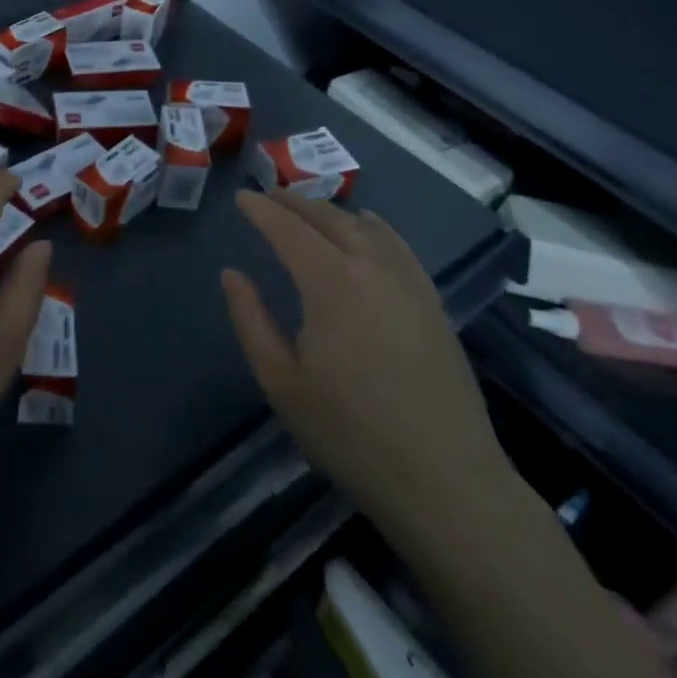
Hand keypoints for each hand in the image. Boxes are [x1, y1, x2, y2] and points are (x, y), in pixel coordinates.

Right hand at [221, 189, 509, 549]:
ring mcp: (408, 282)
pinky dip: (373, 227)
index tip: (240, 198)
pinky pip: (398, 245)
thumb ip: (250, 320)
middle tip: (268, 196)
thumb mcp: (281, 382)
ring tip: (308, 210)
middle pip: (327, 218)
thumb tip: (232, 274)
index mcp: (330, 282)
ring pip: (365, 226)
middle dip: (293, 202)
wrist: (445, 481)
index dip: (260, 209)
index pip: (287, 229)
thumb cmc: (350, 433)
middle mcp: (371, 267)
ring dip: (330, 211)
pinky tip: (367, 230)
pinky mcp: (432, 302)